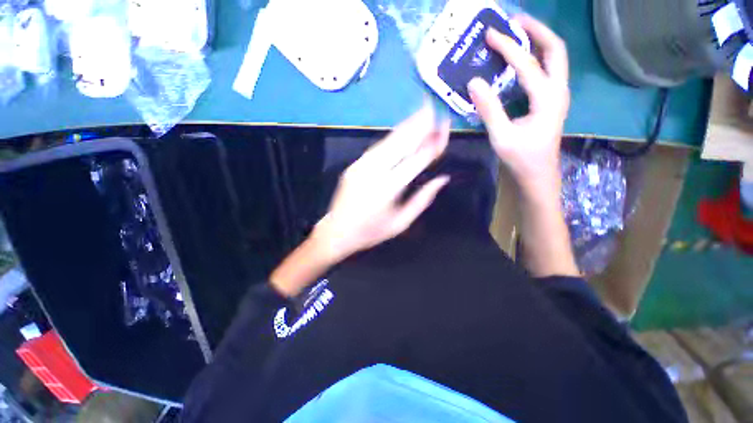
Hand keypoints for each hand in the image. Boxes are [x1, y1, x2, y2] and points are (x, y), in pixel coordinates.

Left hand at [312, 104, 450, 261]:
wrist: (337, 231)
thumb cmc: (371, 231)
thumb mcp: (401, 223)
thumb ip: (422, 200)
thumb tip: (442, 179)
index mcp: (388, 189)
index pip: (416, 160)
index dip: (432, 144)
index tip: (444, 130)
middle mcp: (374, 171)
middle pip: (401, 142)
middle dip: (419, 123)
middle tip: (434, 107)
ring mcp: (361, 165)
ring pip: (388, 141)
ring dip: (406, 126)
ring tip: (422, 111)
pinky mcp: (355, 164)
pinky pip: (378, 147)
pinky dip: (393, 137)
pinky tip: (402, 130)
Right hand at [468, 15, 569, 200]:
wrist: (538, 173)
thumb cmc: (521, 158)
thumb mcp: (501, 136)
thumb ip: (489, 109)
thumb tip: (474, 82)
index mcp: (547, 98)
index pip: (527, 64)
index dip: (508, 47)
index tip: (489, 35)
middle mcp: (559, 90)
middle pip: (555, 49)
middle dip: (536, 30)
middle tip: (514, 21)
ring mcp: (558, 94)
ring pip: (555, 57)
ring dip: (538, 41)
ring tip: (518, 33)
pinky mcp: (552, 100)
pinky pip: (548, 70)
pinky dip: (536, 58)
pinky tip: (520, 60)